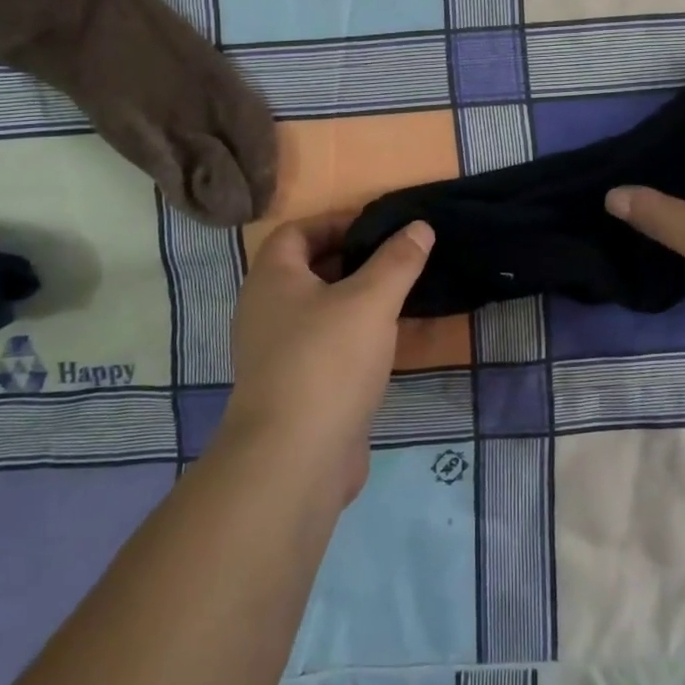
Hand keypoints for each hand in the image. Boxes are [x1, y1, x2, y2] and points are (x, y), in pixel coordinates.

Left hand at [219, 213, 433, 504]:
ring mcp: (276, 353)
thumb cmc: (327, 362)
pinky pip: (325, 345)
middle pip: (308, 269)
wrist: (293, 462)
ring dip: (355, 300)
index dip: (336, 222)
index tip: (379, 227)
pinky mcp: (294, 387)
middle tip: (397, 259)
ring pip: (319, 310)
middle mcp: (265, 311)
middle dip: (352, 260)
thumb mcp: (371, 301)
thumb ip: (398, 261)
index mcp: (272, 279)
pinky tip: (386, 343)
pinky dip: (353, 336)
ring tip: (399, 296)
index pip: (298, 231)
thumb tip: (420, 226)